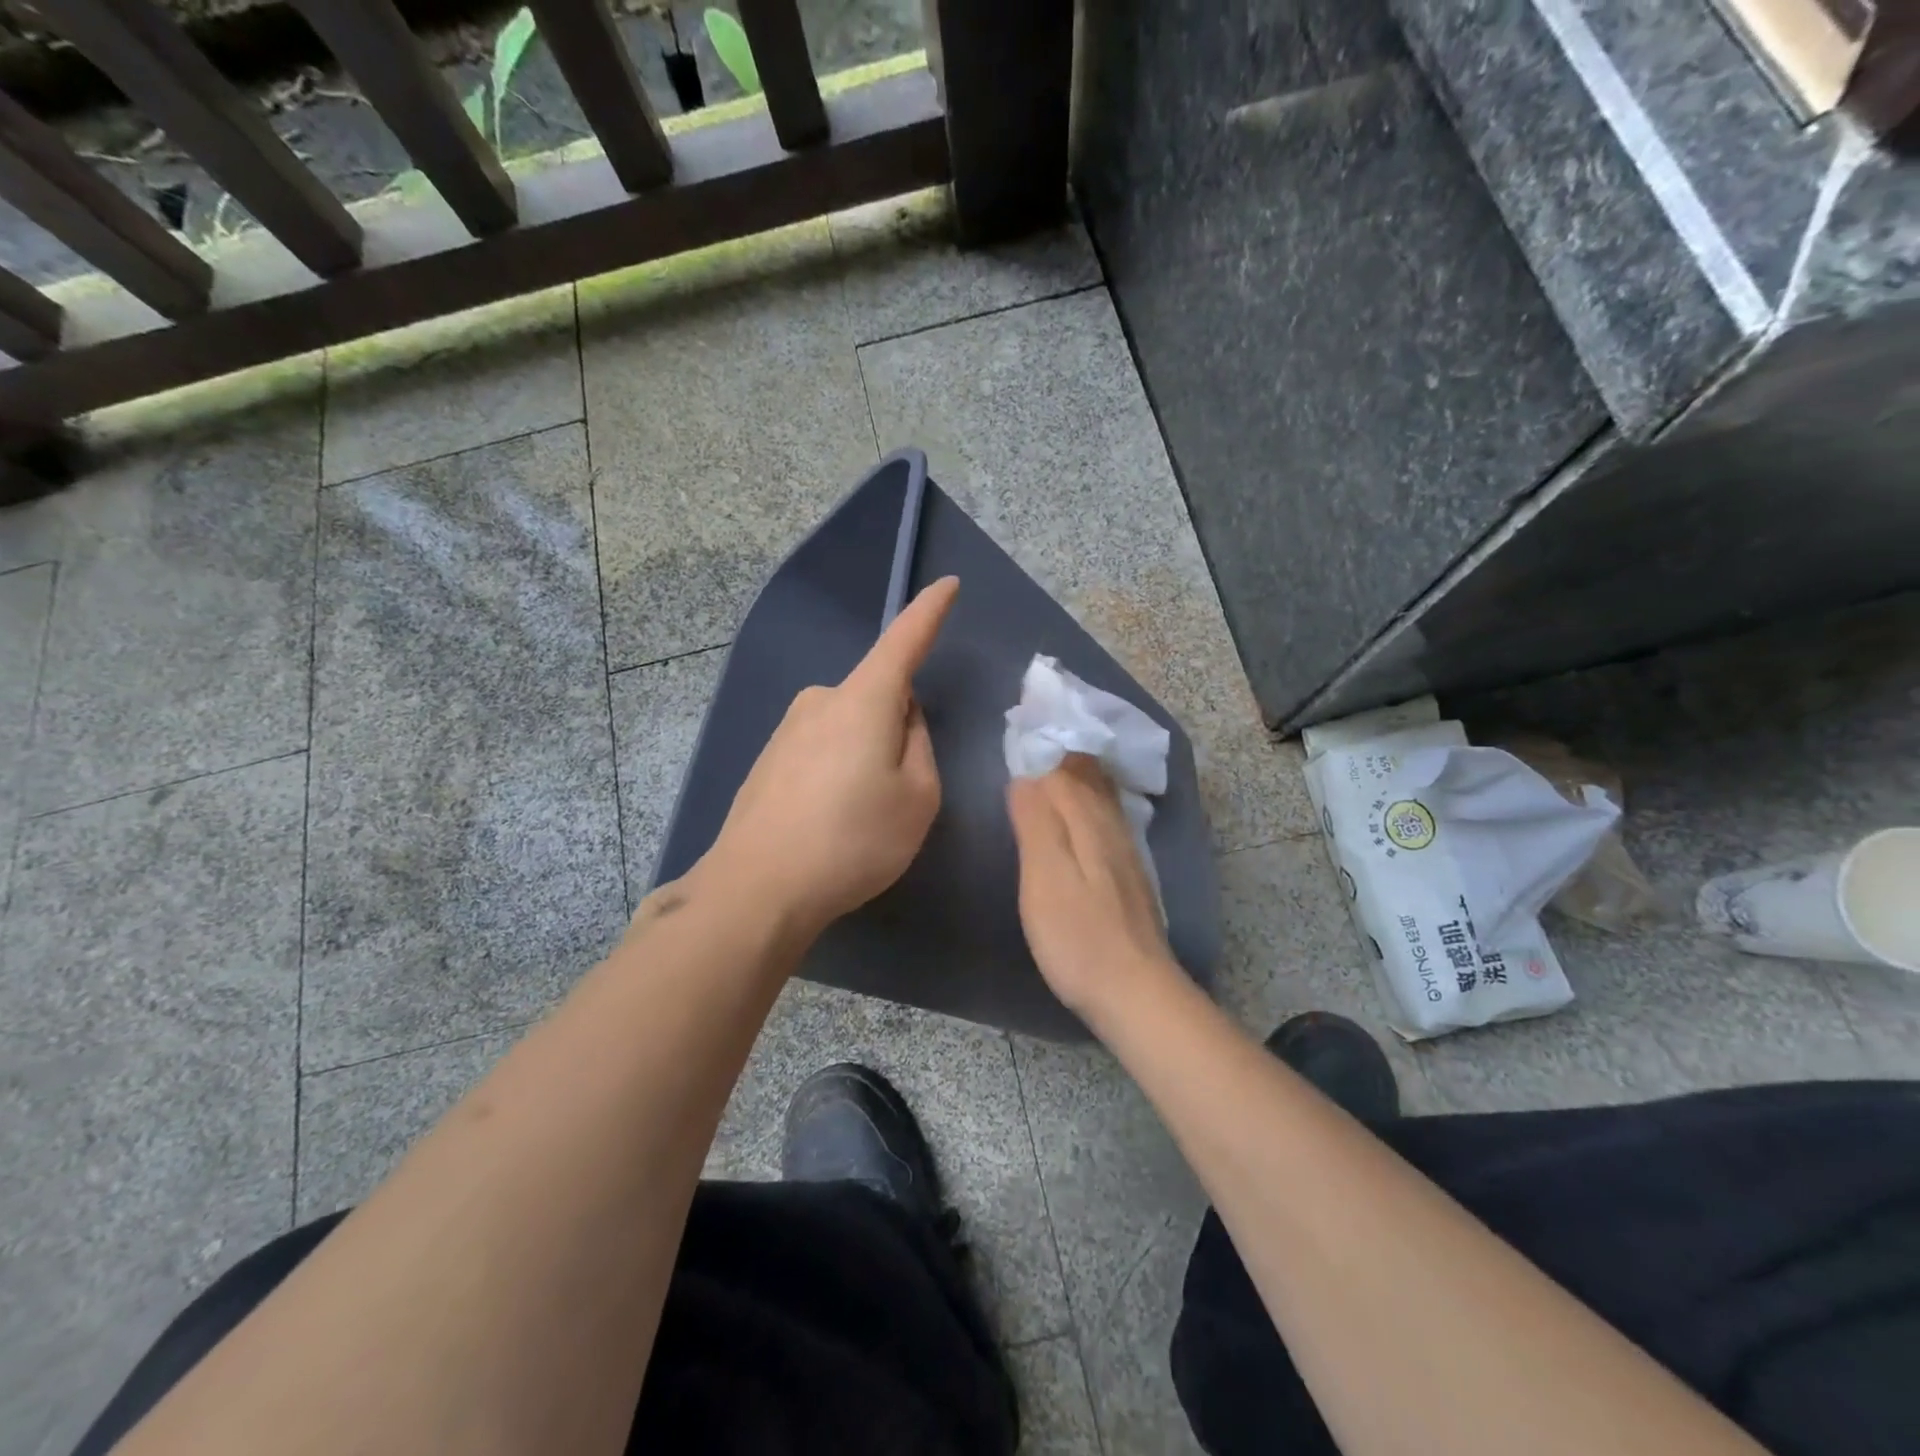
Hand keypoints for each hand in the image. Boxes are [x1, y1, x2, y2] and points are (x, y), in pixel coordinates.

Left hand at [699, 577, 958, 938]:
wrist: (756, 889)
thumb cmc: (852, 840)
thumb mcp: (918, 797)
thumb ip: (920, 745)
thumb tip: (903, 720)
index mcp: (862, 700)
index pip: (904, 641)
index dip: (929, 612)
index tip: (947, 585)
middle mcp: (820, 701)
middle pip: (878, 696)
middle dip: (898, 728)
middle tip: (899, 791)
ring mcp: (787, 730)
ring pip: (849, 726)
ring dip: (866, 755)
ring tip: (859, 817)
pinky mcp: (767, 760)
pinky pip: (821, 750)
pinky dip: (837, 773)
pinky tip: (828, 822)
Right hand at [1007, 755, 1178, 1018]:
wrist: (1135, 992)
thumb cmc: (1078, 936)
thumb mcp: (1045, 876)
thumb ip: (1036, 822)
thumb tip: (1026, 777)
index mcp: (1089, 821)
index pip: (1064, 768)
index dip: (1042, 749)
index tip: (1019, 729)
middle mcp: (1112, 827)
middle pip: (1088, 778)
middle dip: (1064, 755)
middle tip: (1035, 737)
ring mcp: (1125, 853)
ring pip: (1102, 799)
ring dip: (1079, 777)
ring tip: (1056, 763)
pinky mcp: (1129, 878)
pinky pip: (1107, 820)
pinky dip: (1090, 804)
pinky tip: (1083, 814)